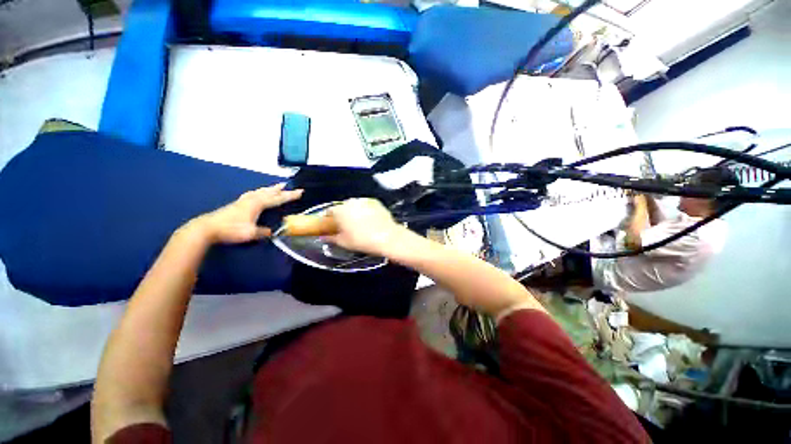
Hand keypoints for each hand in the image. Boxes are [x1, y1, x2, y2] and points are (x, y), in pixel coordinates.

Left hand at [193, 184, 302, 243]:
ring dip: (270, 189)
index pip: (278, 199)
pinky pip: (253, 194)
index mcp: (258, 204)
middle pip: (269, 192)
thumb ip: (263, 232)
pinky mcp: (237, 203)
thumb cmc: (231, 230)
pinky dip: (260, 192)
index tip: (301, 192)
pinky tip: (257, 193)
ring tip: (276, 186)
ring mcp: (243, 200)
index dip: (290, 196)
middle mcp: (252, 199)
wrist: (207, 228)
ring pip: (260, 191)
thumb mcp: (251, 233)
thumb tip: (272, 232)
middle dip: (280, 189)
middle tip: (289, 184)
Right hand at [324, 198, 403, 255]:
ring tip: (360, 225)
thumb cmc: (363, 241)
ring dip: (354, 213)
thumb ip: (330, 238)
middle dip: (343, 216)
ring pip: (354, 206)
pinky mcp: (376, 202)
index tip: (332, 227)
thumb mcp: (343, 243)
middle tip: (346, 228)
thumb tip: (324, 236)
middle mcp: (351, 202)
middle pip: (342, 207)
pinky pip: (366, 206)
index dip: (329, 220)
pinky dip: (365, 212)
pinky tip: (370, 222)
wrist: (387, 237)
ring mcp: (364, 201)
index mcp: (340, 210)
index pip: (328, 212)